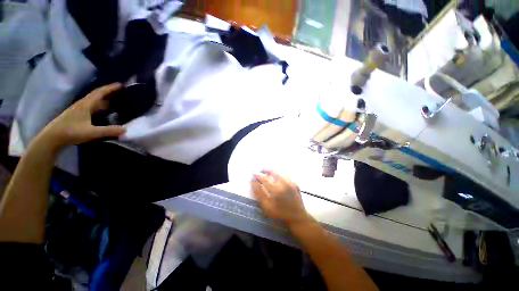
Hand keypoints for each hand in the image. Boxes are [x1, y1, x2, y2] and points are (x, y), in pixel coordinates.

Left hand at [37, 83, 125, 150]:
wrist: (52, 137)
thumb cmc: (71, 132)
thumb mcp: (91, 132)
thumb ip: (109, 130)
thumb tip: (126, 129)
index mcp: (86, 105)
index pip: (99, 93)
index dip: (110, 88)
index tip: (121, 84)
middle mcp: (83, 104)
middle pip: (97, 95)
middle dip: (108, 92)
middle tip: (120, 92)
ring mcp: (79, 110)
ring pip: (94, 101)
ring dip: (104, 100)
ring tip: (115, 101)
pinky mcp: (77, 115)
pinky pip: (92, 107)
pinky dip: (100, 106)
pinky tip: (104, 111)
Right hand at [251, 170, 311, 226]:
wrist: (297, 217)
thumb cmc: (280, 213)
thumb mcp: (266, 207)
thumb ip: (259, 194)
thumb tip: (253, 182)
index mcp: (276, 190)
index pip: (265, 179)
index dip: (258, 175)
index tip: (253, 173)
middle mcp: (284, 184)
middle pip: (273, 171)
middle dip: (265, 170)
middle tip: (261, 171)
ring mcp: (291, 183)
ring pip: (280, 171)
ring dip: (273, 171)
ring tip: (268, 173)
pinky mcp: (295, 183)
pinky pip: (286, 175)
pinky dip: (280, 174)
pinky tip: (277, 177)